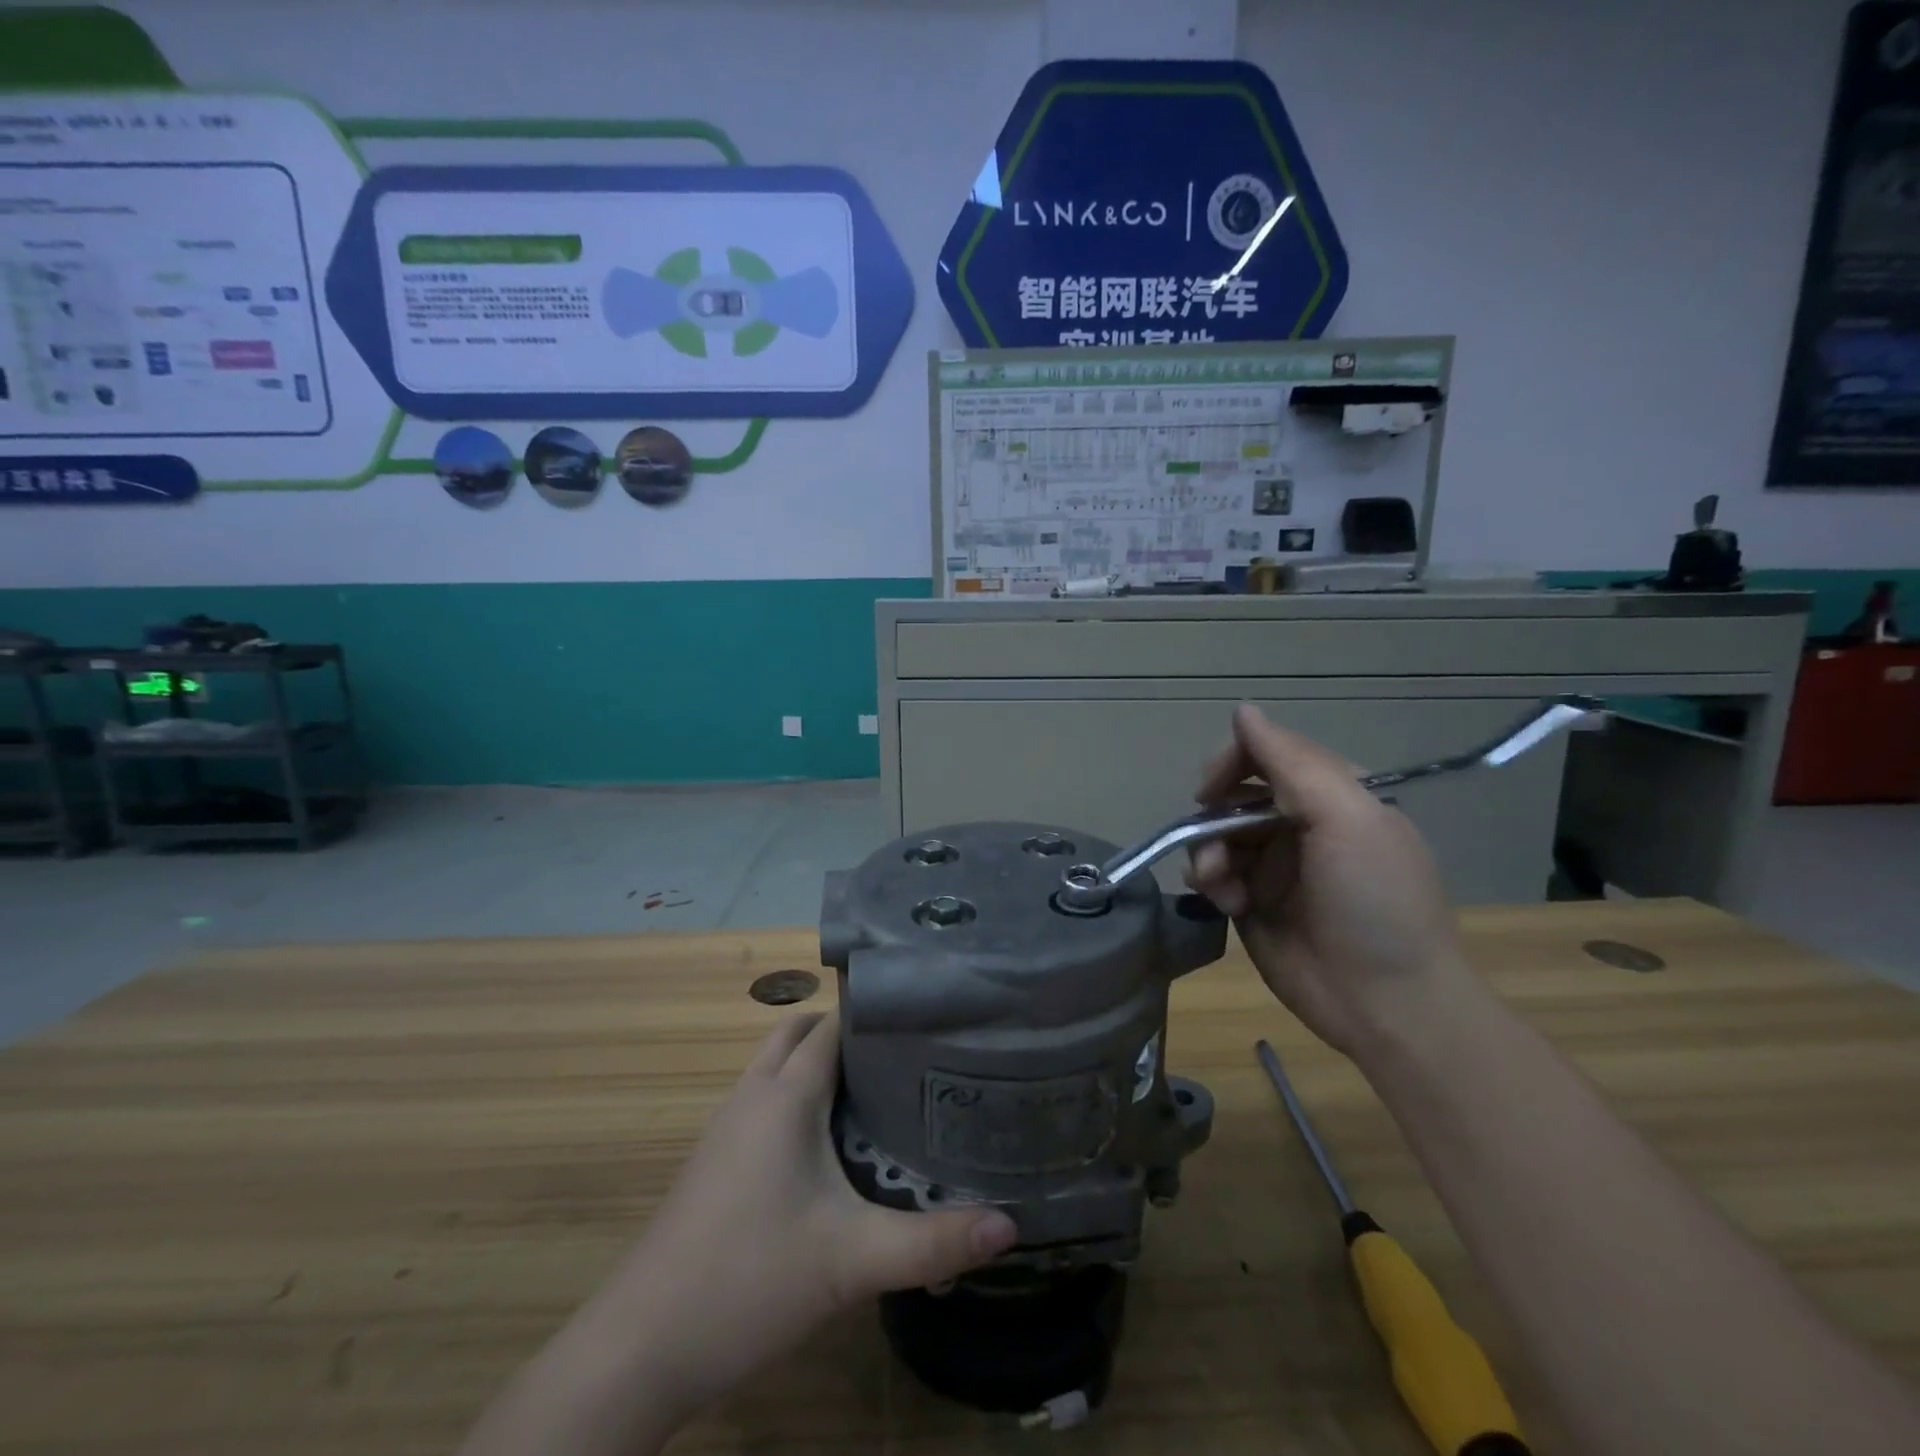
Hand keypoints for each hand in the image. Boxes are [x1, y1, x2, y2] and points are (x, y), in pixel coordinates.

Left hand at [606, 1010, 1016, 1421]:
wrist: (640, 1347)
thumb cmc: (750, 1280)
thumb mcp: (853, 1262)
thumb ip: (934, 1242)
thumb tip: (1011, 1226)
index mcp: (785, 1095)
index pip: (833, 1025)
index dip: (876, 1013)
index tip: (924, 1016)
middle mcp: (752, 1095)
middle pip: (798, 1034)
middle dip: (845, 1032)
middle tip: (902, 1055)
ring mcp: (726, 1126)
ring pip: (776, 1066)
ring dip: (817, 1064)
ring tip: (876, 1091)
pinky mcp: (714, 1159)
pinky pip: (762, 1100)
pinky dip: (795, 1096)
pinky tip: (827, 1145)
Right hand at [1186, 704, 1479, 1057]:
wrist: (1386, 1004)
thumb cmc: (1375, 903)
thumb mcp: (1347, 820)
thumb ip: (1293, 762)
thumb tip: (1243, 710)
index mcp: (1334, 797)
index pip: (1272, 754)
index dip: (1237, 761)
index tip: (1214, 786)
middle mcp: (1301, 826)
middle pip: (1236, 795)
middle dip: (1215, 813)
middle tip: (1208, 837)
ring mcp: (1274, 867)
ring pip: (1216, 835)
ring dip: (1207, 852)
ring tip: (1216, 883)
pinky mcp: (1252, 904)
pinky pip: (1212, 875)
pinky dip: (1209, 882)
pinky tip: (1224, 902)